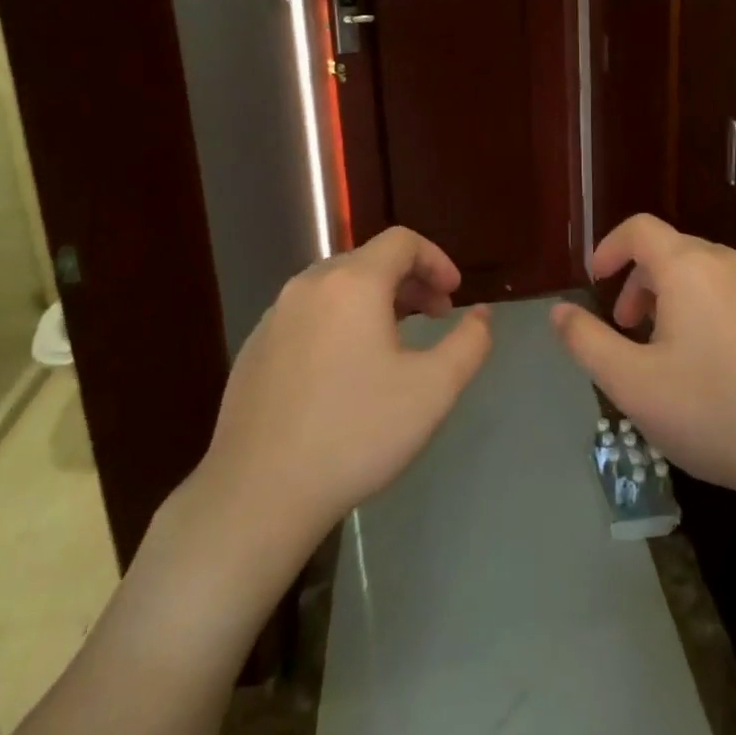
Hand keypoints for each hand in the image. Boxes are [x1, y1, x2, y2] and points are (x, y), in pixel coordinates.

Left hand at [192, 227, 492, 558]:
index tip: (454, 296)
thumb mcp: (433, 390)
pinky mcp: (254, 348)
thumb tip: (481, 314)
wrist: (258, 492)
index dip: (436, 260)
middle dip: (410, 281)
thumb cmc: (356, 433)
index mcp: (352, 283)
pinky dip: (340, 322)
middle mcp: (309, 286)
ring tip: (395, 342)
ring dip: (374, 301)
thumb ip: (469, 343)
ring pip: (336, 288)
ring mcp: (275, 316)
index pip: (402, 242)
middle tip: (435, 317)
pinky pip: (308, 316)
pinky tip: (346, 371)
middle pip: (368, 261)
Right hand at [550, 214, 735, 508]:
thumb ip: (587, 342)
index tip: (594, 281)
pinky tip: (712, 367)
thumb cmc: (715, 412)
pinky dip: (705, 310)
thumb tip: (558, 311)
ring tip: (665, 352)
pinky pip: (732, 295)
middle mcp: (729, 264)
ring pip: (703, 274)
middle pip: (671, 251)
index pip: (639, 229)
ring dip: (671, 298)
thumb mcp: (633, 384)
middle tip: (626, 330)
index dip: (608, 248)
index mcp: (689, 268)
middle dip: (638, 282)